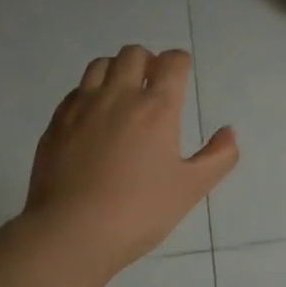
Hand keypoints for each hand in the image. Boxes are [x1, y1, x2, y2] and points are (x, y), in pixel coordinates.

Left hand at [23, 45, 237, 273]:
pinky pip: (76, 91)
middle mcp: (118, 96)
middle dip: (148, 61)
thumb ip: (218, 157)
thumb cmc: (139, 211)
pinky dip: (90, 93)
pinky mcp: (56, 123)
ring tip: (123, 96)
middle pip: (133, 54)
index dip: (180, 63)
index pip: (172, 62)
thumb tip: (228, 132)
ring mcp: (82, 107)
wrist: (72, 232)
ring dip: (117, 70)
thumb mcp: (191, 188)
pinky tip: (94, 118)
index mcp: (156, 108)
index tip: (181, 75)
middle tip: (153, 86)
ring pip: (100, 65)